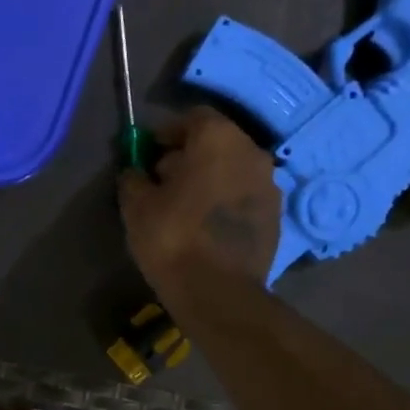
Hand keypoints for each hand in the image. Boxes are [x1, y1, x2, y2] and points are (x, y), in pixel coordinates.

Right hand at [119, 108, 280, 297]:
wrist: (218, 291)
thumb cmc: (172, 237)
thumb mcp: (136, 205)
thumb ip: (133, 178)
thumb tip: (136, 172)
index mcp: (218, 139)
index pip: (192, 117)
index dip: (167, 133)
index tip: (149, 155)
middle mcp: (251, 152)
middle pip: (216, 142)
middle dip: (189, 156)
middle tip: (163, 182)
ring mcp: (270, 184)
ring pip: (233, 169)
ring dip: (210, 179)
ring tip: (184, 206)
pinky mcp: (275, 215)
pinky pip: (244, 196)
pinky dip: (226, 201)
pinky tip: (206, 226)